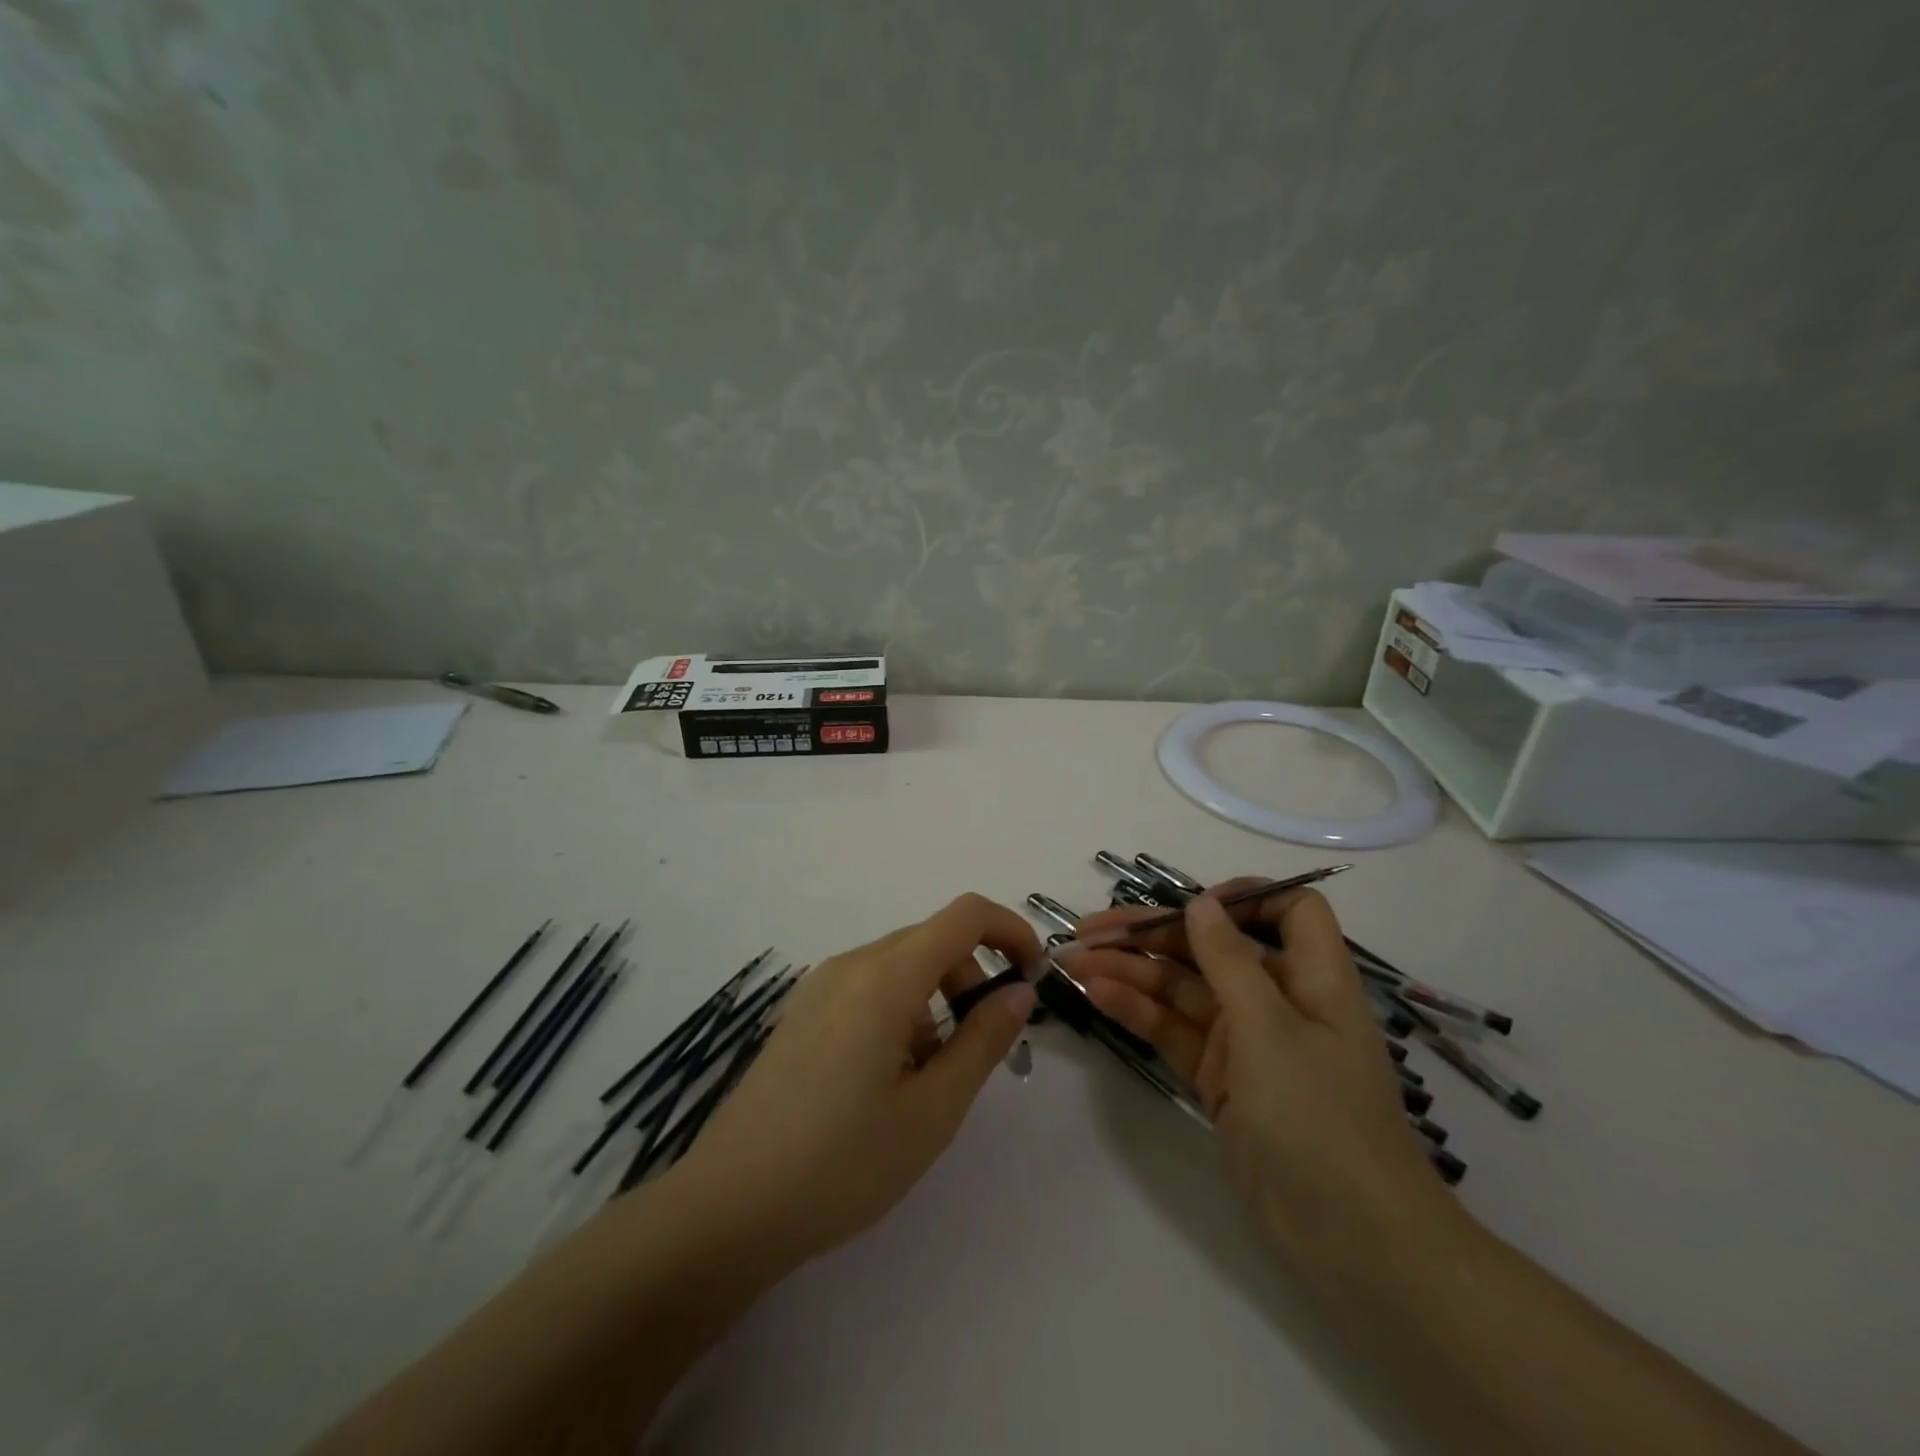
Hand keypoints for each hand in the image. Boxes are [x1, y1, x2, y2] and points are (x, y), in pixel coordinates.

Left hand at [669, 894, 1039, 1270]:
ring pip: (901, 965)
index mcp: (885, 977)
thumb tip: (1019, 991)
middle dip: (973, 978)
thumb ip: (984, 1039)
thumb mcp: (932, 1109)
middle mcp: (851, 964)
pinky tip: (887, 1079)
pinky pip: (869, 987)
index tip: (1032, 979)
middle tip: (984, 1048)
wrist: (728, 1207)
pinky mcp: (803, 1012)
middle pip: (933, 940)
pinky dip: (901, 1011)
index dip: (1011, 931)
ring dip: (936, 1000)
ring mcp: (820, 986)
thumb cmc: (842, 1163)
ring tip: (930, 1078)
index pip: (965, 915)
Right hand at [1067, 883, 1462, 1273]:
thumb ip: (1228, 960)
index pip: (1288, 911)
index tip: (1189, 903)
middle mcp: (1277, 998)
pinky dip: (1137, 1012)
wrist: (1348, 1237)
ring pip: (1181, 989)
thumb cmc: (1320, 1114)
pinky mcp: (1219, 1076)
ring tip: (1074, 962)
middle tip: (1089, 930)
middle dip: (1152, 935)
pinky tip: (1096, 995)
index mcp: (1311, 976)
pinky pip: (1173, 1031)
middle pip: (1210, 947)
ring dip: (1131, 972)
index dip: (1242, 897)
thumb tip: (1200, 901)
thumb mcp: (1271, 1027)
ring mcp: (1245, 1040)